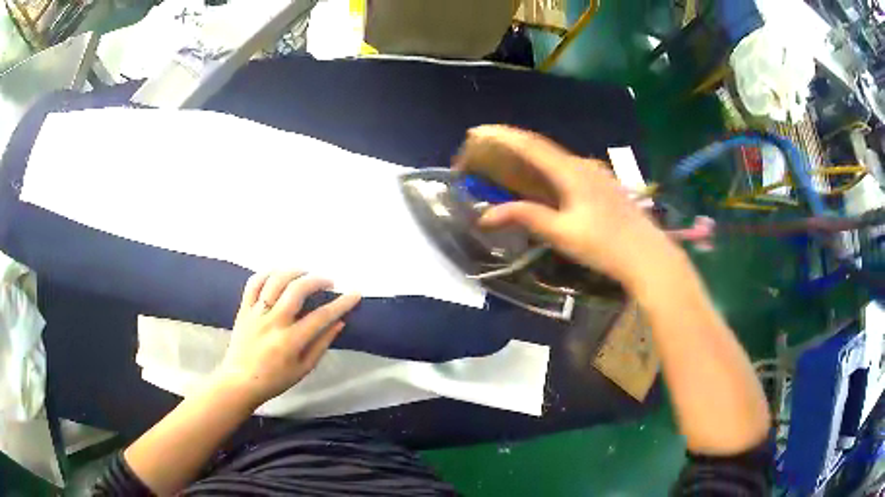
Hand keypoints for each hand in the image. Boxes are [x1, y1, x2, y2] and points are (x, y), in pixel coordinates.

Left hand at [215, 271, 360, 406]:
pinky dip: (268, 273)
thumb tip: (339, 323)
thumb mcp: (304, 369)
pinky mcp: (244, 309)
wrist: (240, 381)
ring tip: (305, 274)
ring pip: (275, 280)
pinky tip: (279, 274)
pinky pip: (254, 283)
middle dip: (318, 280)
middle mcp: (273, 322)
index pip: (321, 316)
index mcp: (290, 341)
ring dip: (294, 272)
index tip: (355, 294)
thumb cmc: (275, 380)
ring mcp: (256, 313)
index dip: (341, 303)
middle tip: (329, 282)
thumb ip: (321, 345)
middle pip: (297, 289)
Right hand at [455, 125, 678, 287]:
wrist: (647, 255)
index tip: (477, 131)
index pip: (530, 145)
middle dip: (512, 143)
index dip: (502, 136)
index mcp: (571, 171)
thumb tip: (486, 215)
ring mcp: (596, 173)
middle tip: (487, 147)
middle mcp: (583, 164)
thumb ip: (526, 217)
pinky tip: (546, 179)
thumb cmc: (604, 245)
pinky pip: (568, 167)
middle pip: (542, 146)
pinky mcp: (604, 184)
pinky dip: (547, 166)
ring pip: (556, 156)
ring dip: (530, 154)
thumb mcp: (562, 234)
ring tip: (510, 160)